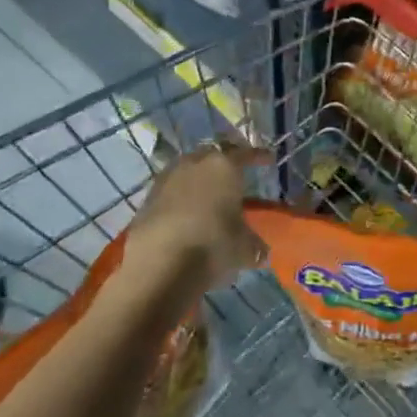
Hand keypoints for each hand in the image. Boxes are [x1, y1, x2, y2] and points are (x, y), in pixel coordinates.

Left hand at [123, 142, 265, 297]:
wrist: (159, 263)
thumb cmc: (212, 245)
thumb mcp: (243, 248)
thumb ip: (254, 245)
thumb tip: (262, 253)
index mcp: (225, 166)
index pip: (246, 154)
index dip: (258, 156)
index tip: (268, 159)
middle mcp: (197, 163)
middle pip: (215, 154)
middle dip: (226, 161)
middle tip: (236, 172)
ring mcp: (169, 177)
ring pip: (190, 168)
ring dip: (200, 177)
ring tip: (209, 192)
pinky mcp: (148, 197)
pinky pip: (172, 188)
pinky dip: (182, 195)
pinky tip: (186, 211)